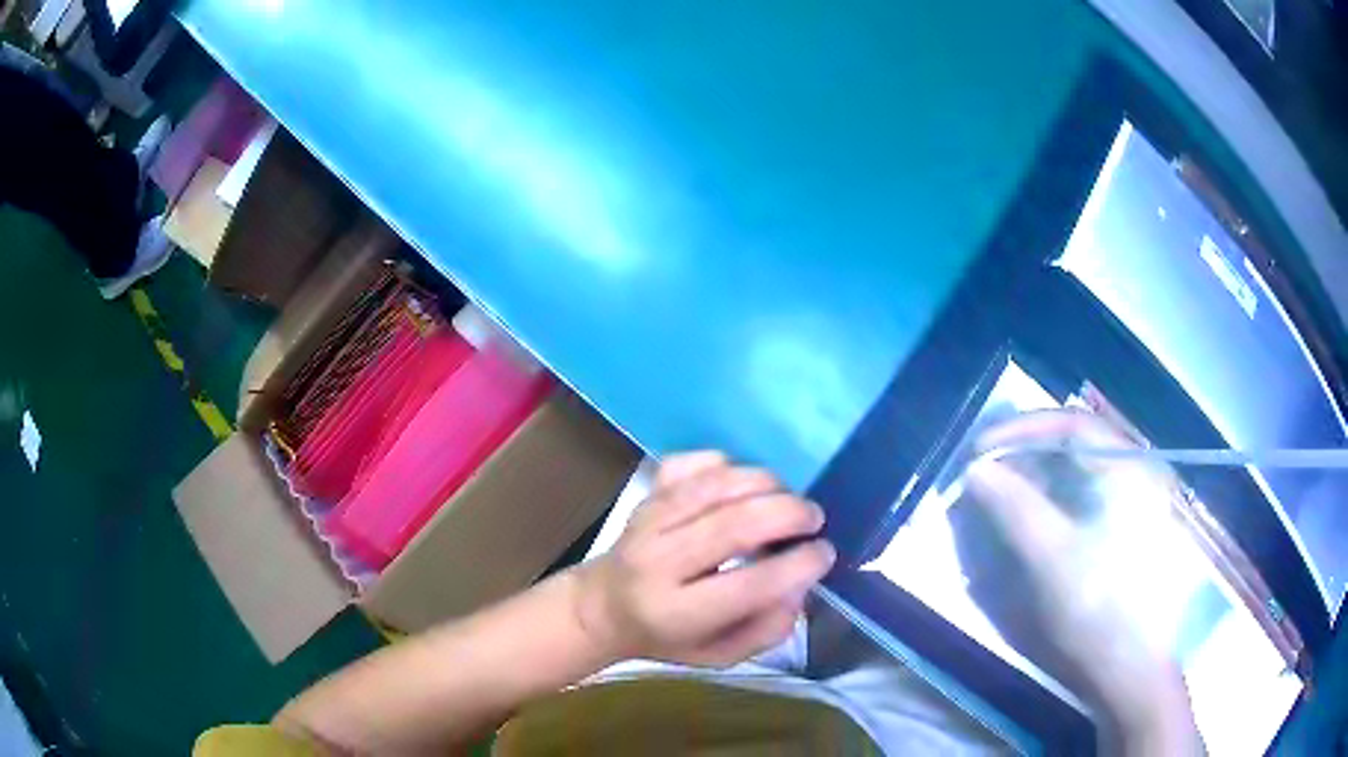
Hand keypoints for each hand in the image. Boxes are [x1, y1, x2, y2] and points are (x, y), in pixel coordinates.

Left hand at [575, 452, 835, 667]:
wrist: (603, 606)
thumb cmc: (668, 637)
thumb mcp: (719, 655)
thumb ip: (765, 630)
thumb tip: (800, 587)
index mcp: (675, 613)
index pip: (747, 585)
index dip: (798, 566)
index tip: (825, 554)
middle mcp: (657, 563)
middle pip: (732, 526)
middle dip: (788, 514)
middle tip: (814, 519)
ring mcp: (648, 520)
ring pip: (715, 486)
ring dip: (766, 485)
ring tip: (788, 500)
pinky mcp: (647, 493)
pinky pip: (693, 464)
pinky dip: (727, 466)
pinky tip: (742, 486)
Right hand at [965, 410, 1201, 751]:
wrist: (1130, 670)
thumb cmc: (1098, 611)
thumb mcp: (1051, 559)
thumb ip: (1014, 508)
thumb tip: (976, 470)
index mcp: (1129, 470)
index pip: (1072, 423)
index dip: (1022, 429)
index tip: (978, 449)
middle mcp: (1134, 474)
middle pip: (1074, 445)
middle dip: (1024, 454)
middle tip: (983, 472)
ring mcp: (1130, 504)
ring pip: (1074, 474)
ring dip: (1032, 481)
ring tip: (996, 498)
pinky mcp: (1120, 530)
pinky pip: (1078, 500)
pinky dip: (1046, 505)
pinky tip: (1024, 524)